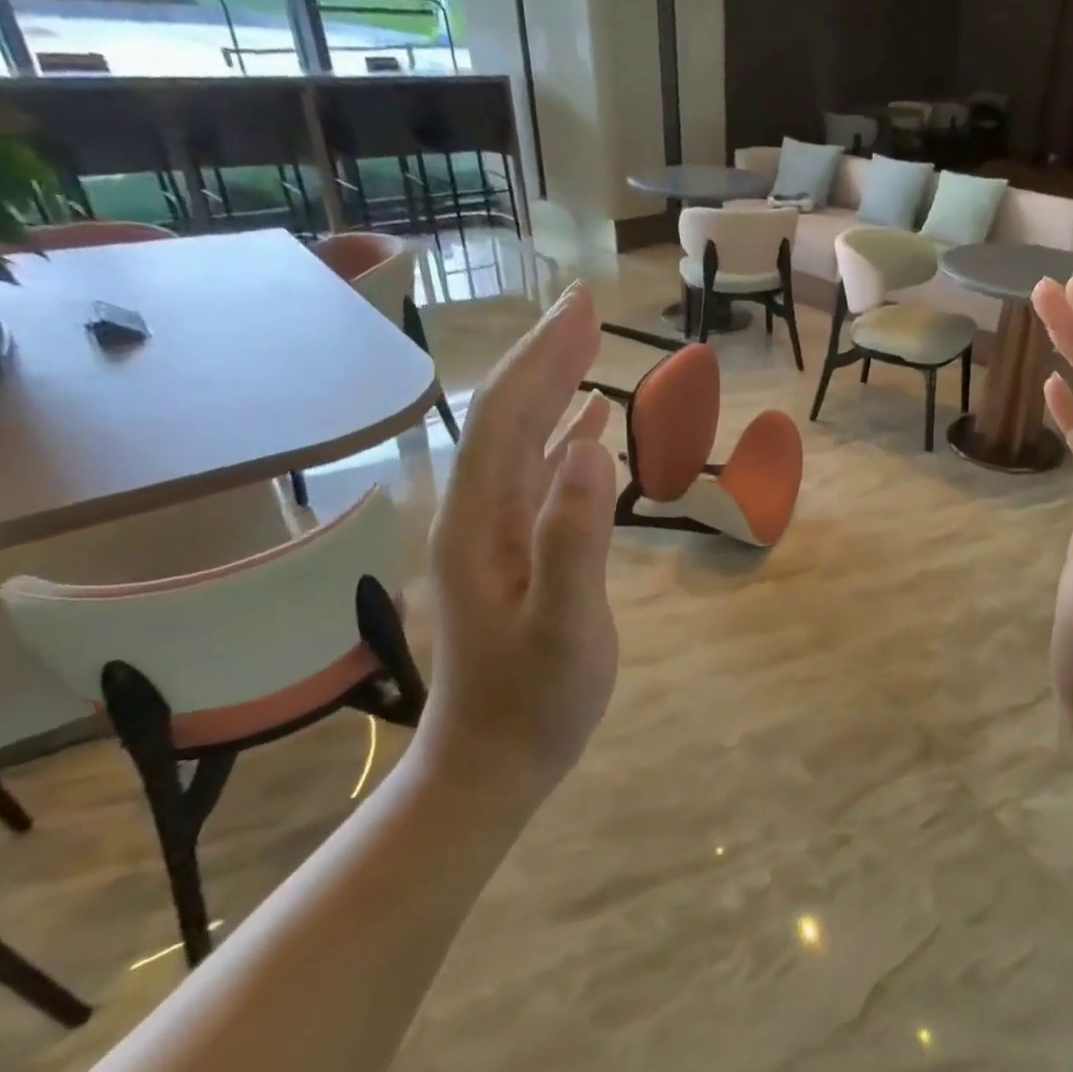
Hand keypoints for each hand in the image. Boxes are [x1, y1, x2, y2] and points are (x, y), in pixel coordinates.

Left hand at [416, 283, 618, 804]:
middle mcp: (478, 513)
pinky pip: (537, 474)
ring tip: (587, 348)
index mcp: (483, 521)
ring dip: (552, 388)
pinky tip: (590, 426)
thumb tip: (593, 448)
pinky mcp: (513, 549)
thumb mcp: (564, 627)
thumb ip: (575, 539)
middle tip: (588, 308)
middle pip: (508, 415)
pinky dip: (563, 437)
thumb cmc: (534, 701)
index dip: (544, 357)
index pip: (509, 416)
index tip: (583, 308)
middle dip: (546, 356)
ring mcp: (494, 532)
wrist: (491, 762)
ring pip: (521, 439)